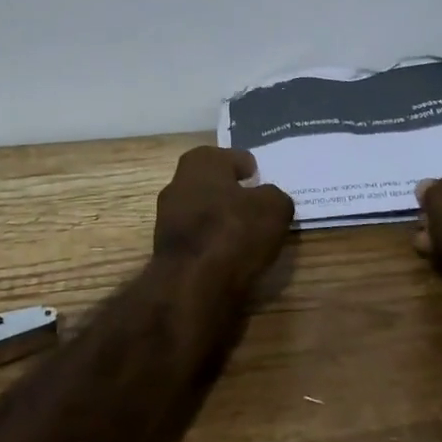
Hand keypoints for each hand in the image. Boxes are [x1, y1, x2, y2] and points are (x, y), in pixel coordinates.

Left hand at [153, 147, 294, 291]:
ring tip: (248, 235)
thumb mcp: (273, 208)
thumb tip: (269, 199)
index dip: (247, 167)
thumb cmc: (233, 231)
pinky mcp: (167, 249)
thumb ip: (274, 197)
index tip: (260, 179)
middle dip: (233, 193)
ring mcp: (168, 217)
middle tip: (257, 207)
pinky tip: (231, 256)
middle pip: (213, 183)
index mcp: (200, 162)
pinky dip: (213, 244)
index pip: (230, 157)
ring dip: (221, 220)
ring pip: (203, 211)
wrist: (191, 284)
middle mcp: (178, 183)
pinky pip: (198, 239)